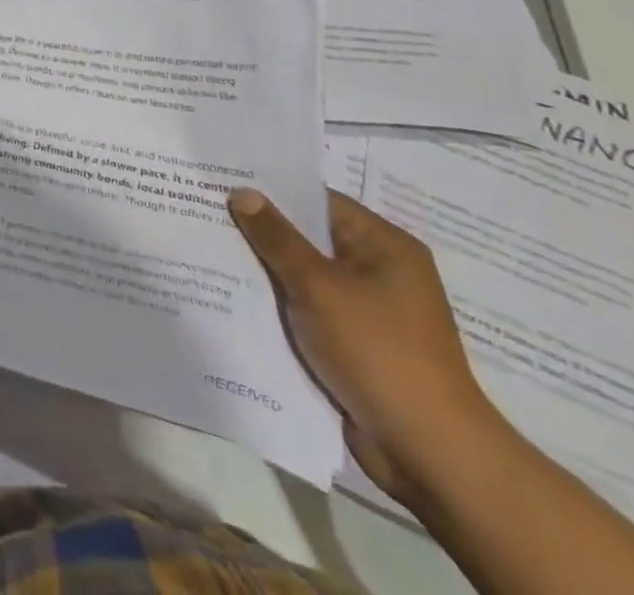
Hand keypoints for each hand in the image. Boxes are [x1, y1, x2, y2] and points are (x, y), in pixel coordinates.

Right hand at [228, 187, 504, 501]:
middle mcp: (379, 271)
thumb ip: (276, 237)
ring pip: (303, 275)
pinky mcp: (355, 342)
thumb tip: (242, 192)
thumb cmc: (378, 353)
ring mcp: (368, 309)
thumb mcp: (319, 287)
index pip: (317, 201)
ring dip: (265, 268)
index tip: (221, 181)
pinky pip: (307, 307)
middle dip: (261, 230)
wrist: (429, 454)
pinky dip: (277, 301)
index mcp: (385, 247)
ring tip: (207, 246)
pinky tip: (234, 294)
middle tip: (203, 210)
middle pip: (308, 237)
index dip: (270, 190)